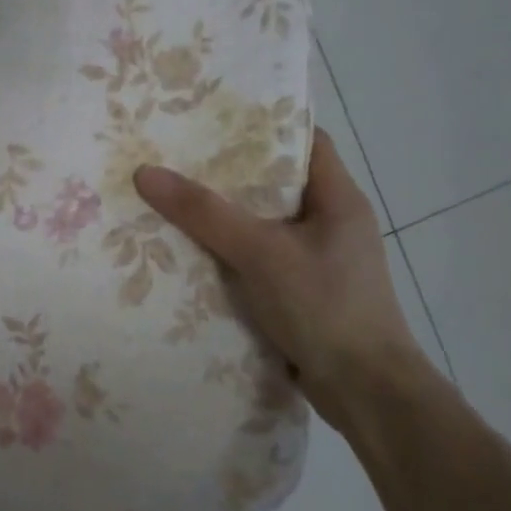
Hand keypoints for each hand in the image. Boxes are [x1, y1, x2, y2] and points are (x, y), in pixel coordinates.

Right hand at [135, 130, 429, 434]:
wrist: (364, 392)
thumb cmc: (324, 306)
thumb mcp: (260, 252)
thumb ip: (204, 213)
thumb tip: (145, 172)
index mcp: (338, 198)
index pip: (304, 141)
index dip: (262, 125)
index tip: (212, 118)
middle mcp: (332, 223)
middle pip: (275, 182)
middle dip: (228, 172)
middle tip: (177, 158)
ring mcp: (319, 260)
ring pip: (263, 224)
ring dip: (224, 217)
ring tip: (172, 199)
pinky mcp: (303, 293)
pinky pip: (259, 260)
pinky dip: (229, 254)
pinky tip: (190, 254)